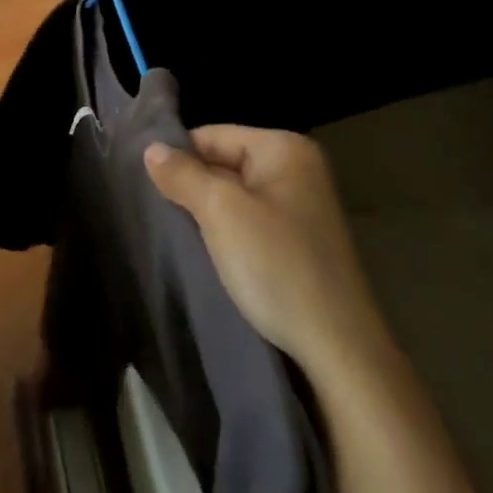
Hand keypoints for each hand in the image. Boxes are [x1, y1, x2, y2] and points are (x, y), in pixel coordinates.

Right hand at [145, 126, 394, 385]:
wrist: (342, 356)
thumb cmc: (279, 267)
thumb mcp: (221, 212)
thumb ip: (183, 174)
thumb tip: (150, 148)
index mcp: (284, 148)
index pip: (212, 135)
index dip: (179, 159)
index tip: (150, 188)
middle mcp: (299, 169)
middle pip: (224, 164)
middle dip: (194, 188)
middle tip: (161, 214)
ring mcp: (304, 209)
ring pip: (236, 198)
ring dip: (210, 216)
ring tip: (181, 236)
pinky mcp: (304, 245)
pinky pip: (253, 224)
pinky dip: (230, 236)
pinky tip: (213, 257)